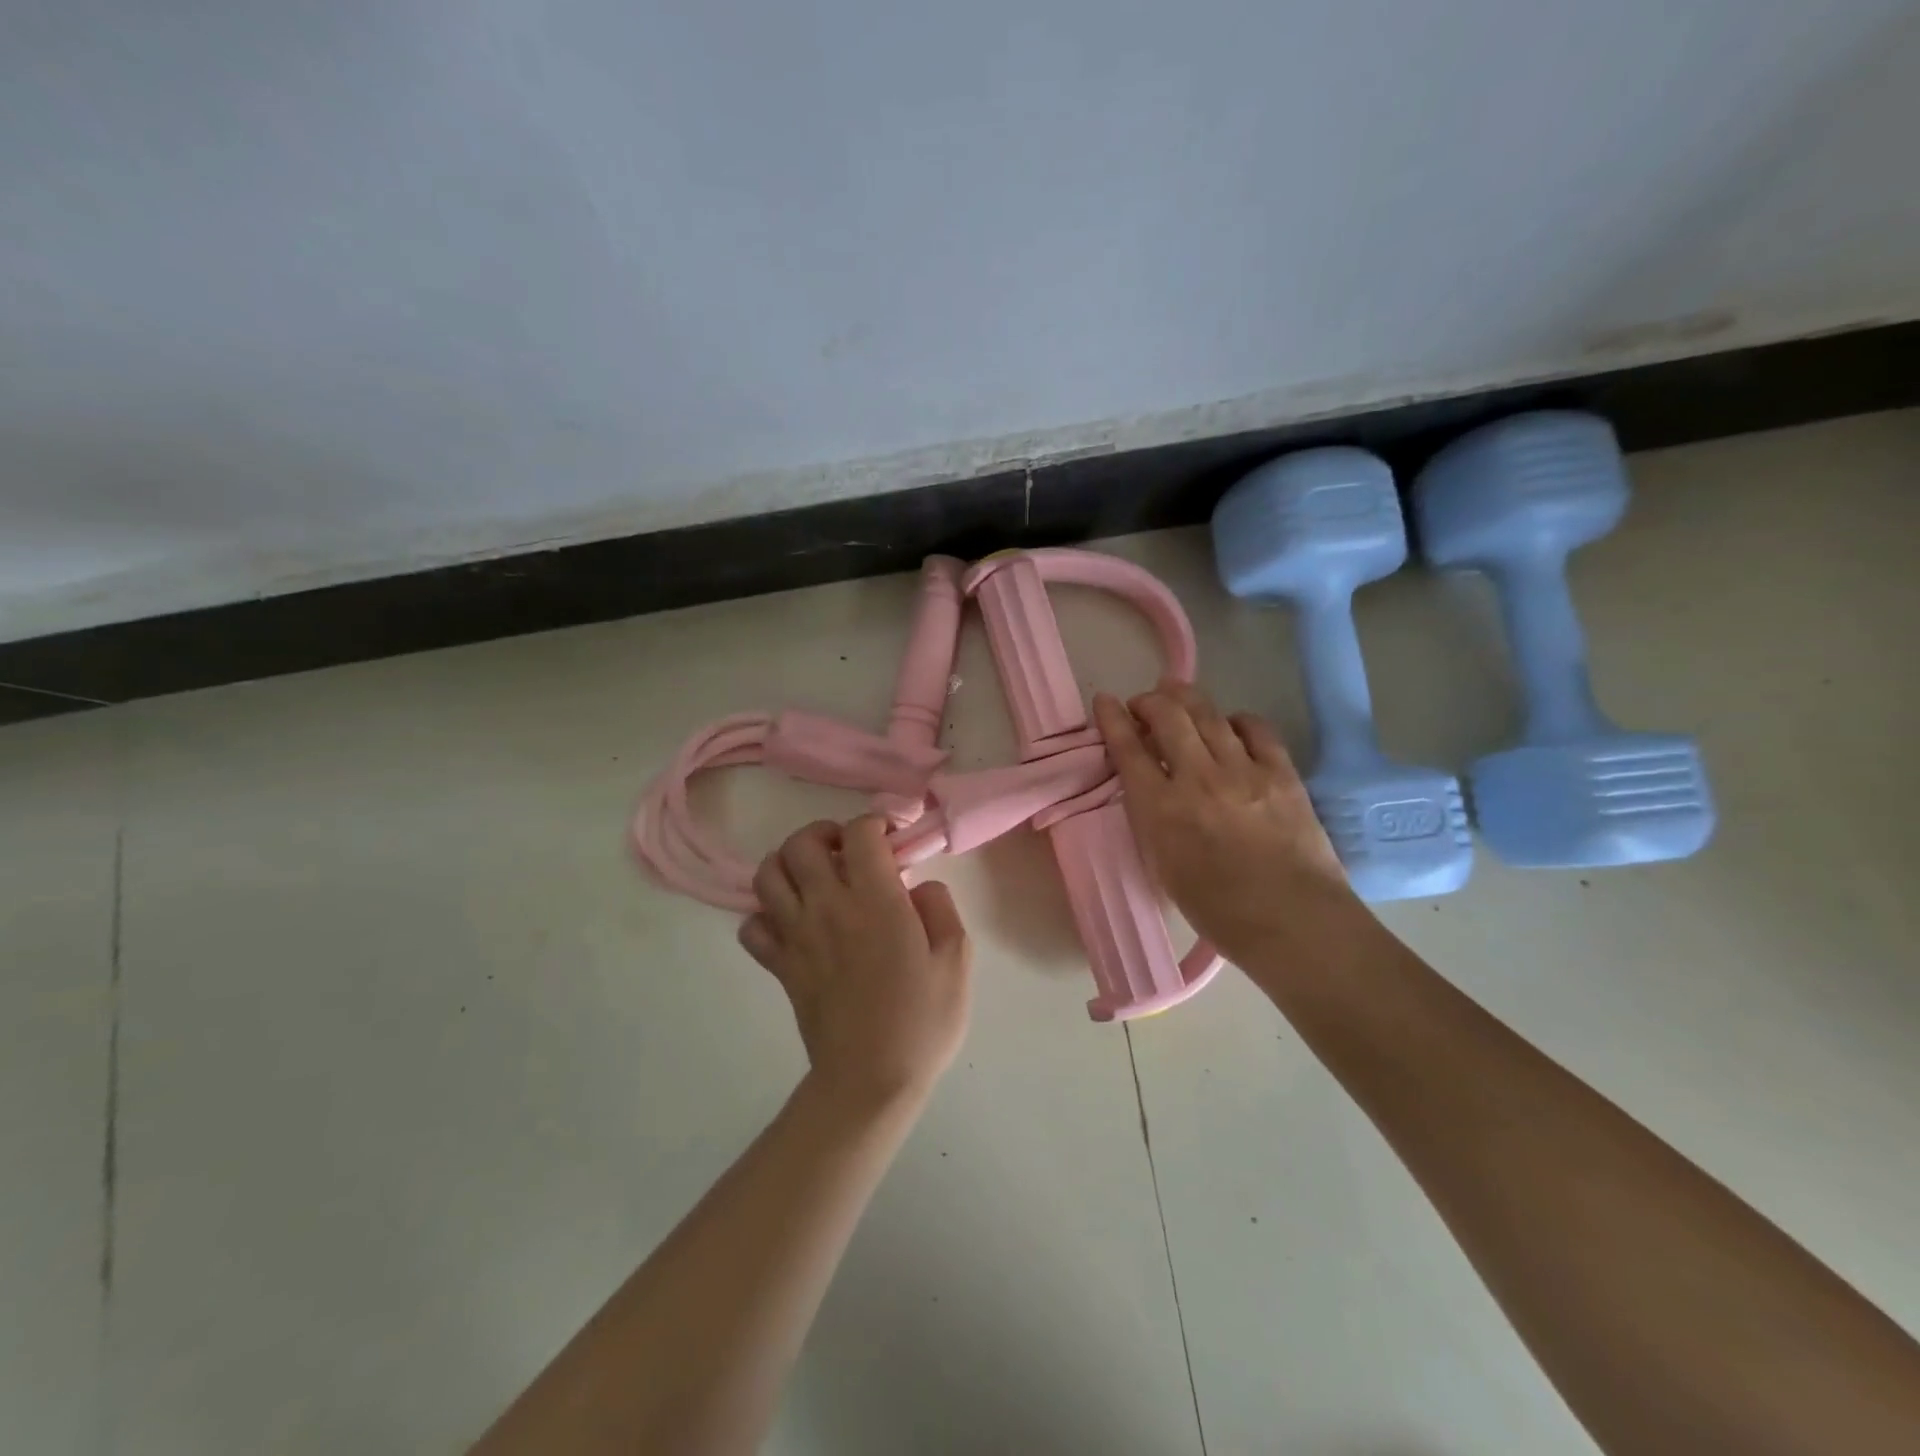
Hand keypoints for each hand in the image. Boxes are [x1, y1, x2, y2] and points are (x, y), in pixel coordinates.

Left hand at [739, 817, 971, 1106]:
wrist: (870, 1081)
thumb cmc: (921, 1021)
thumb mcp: (956, 959)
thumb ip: (940, 907)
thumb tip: (918, 886)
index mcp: (876, 901)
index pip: (859, 832)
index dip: (875, 823)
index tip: (891, 839)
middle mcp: (828, 907)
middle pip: (801, 843)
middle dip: (825, 833)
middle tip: (848, 851)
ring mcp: (797, 936)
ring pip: (768, 874)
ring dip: (789, 864)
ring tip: (816, 877)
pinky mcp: (780, 965)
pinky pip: (752, 925)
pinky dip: (766, 915)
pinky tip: (793, 922)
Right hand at [1093, 682, 1364, 967]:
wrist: (1293, 921)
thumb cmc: (1218, 909)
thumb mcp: (1163, 865)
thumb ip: (1151, 819)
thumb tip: (1150, 788)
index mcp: (1161, 808)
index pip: (1128, 748)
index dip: (1111, 719)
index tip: (1104, 701)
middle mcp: (1197, 778)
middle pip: (1167, 716)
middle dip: (1149, 701)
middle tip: (1144, 704)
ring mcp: (1242, 770)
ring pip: (1208, 714)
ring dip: (1186, 698)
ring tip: (1177, 696)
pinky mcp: (1281, 772)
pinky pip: (1254, 727)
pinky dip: (1234, 719)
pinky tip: (1230, 725)